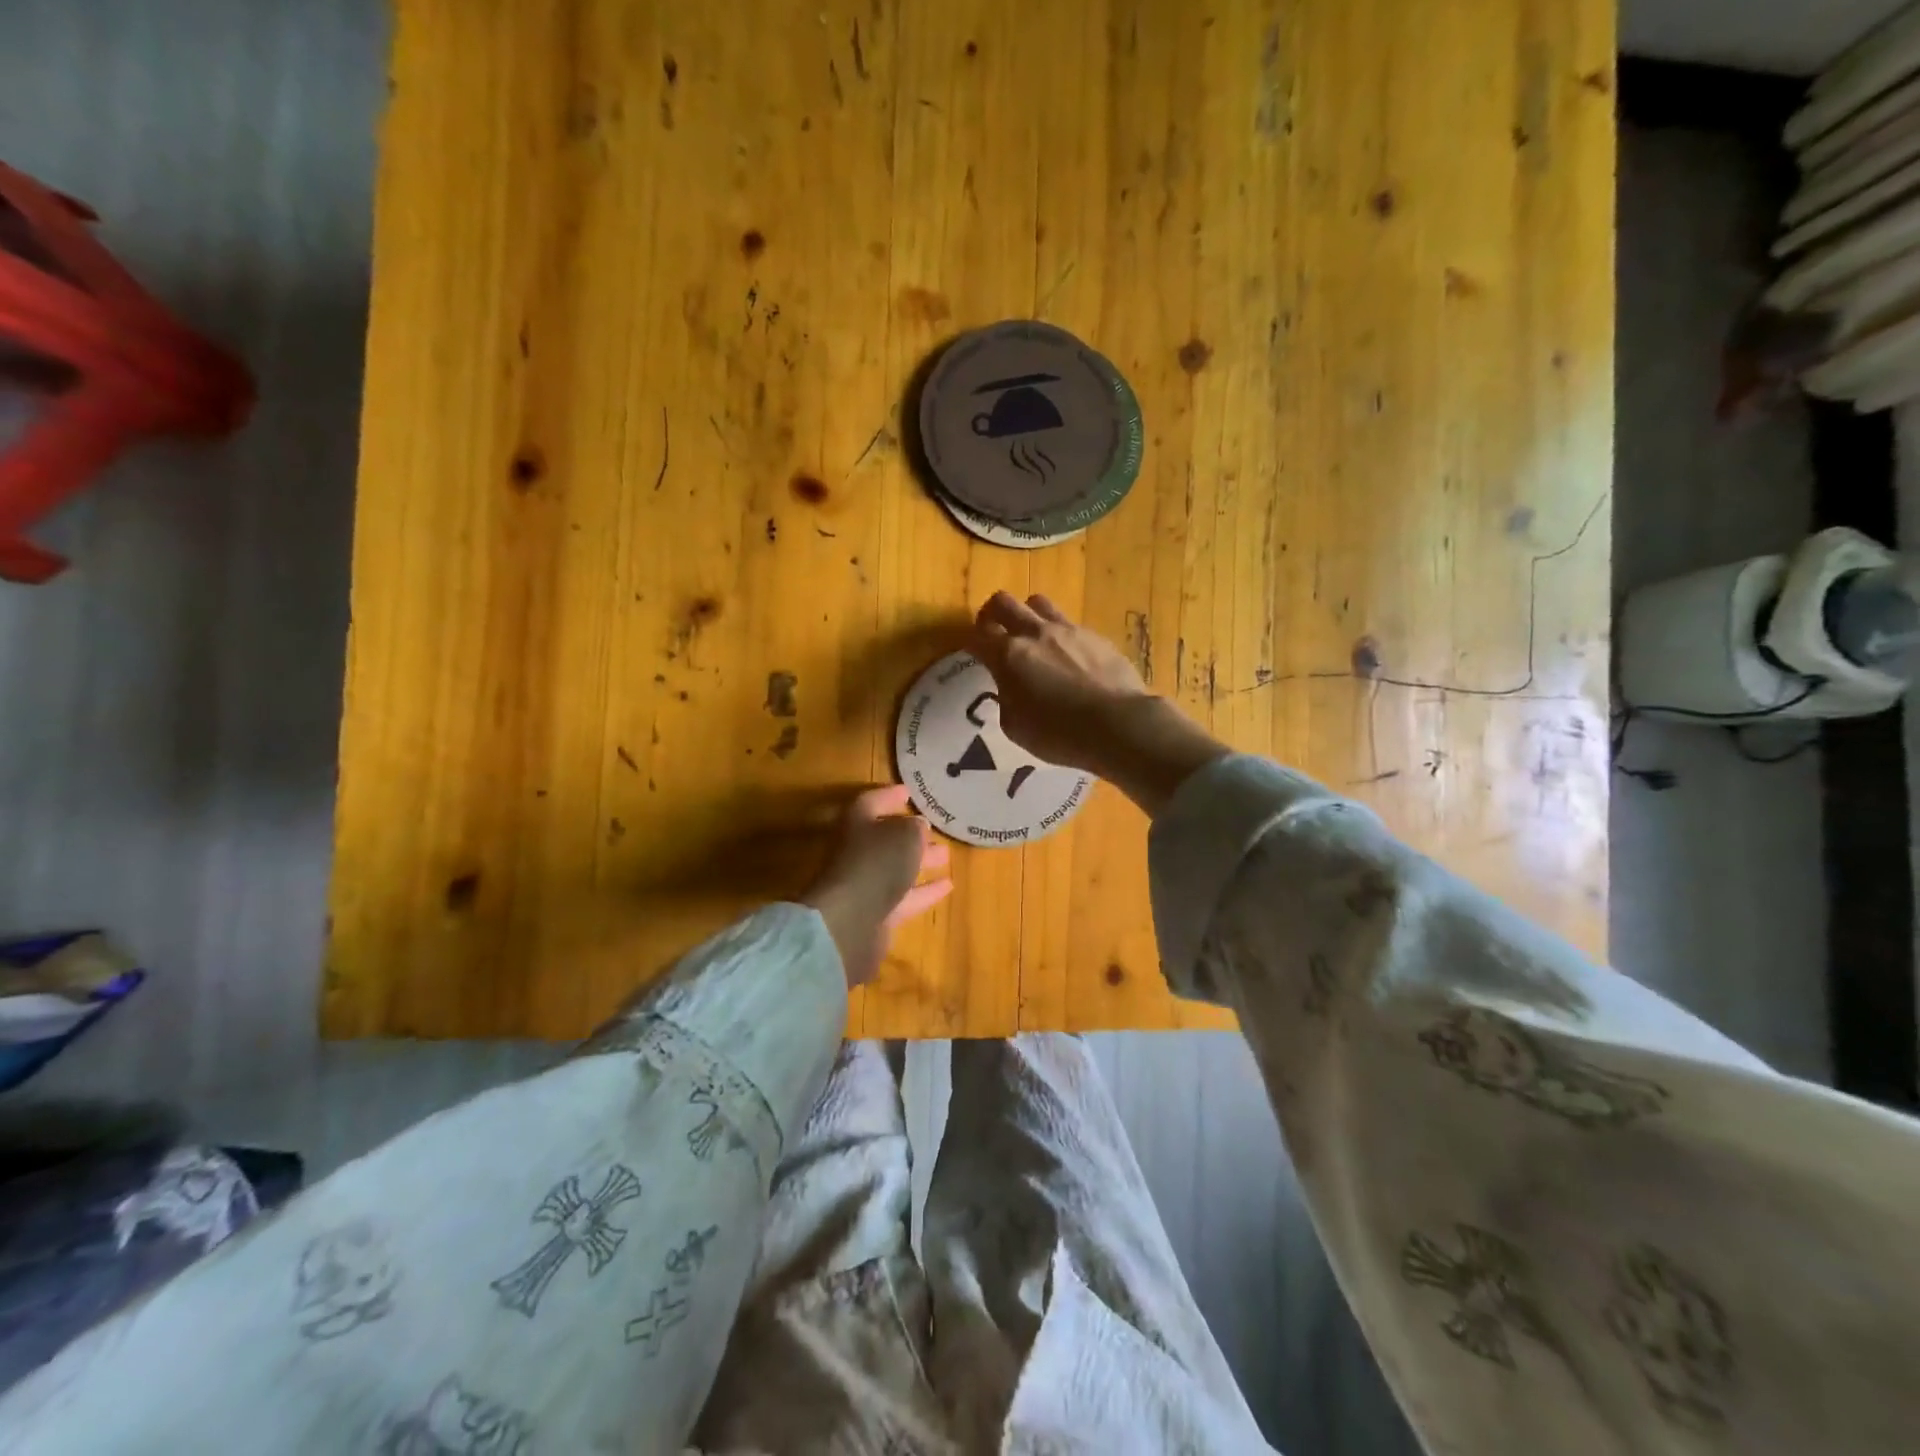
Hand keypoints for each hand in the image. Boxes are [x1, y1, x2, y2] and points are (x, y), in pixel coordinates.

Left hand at [803, 785, 951, 987]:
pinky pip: (903, 897)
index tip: (910, 793)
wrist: (850, 924)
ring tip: (946, 857)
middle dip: (910, 834)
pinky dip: (924, 891)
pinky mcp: (876, 915)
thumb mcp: (904, 836)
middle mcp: (857, 852)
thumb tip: (918, 826)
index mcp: (857, 824)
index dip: (890, 796)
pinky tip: (948, 886)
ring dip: (920, 862)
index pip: (871, 802)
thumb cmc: (877, 864)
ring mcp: (865, 885)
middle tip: (936, 831)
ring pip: (896, 869)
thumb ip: (914, 828)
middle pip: (884, 838)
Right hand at [968, 592, 1228, 815]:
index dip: (972, 642)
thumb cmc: (1059, 734)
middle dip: (993, 614)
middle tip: (995, 632)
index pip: (978, 635)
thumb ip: (1006, 700)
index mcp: (1008, 655)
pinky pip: (1069, 623)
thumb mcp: (1016, 727)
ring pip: (1037, 603)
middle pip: (1003, 602)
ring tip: (1032, 637)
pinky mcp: (1095, 635)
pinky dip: (1060, 634)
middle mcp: (1034, 633)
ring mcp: (1068, 630)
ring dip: (1028, 615)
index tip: (975, 653)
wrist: (1118, 724)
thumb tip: (1008, 689)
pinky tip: (1069, 656)